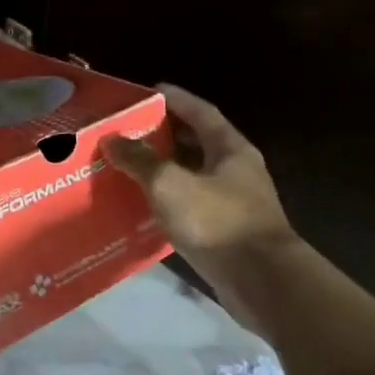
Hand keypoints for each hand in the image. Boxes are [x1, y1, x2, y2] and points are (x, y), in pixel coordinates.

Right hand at [104, 85, 295, 283]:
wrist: (262, 282)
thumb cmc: (217, 222)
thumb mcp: (170, 185)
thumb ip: (140, 160)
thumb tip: (112, 139)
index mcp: (230, 149)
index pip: (201, 112)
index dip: (176, 99)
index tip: (149, 91)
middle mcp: (236, 170)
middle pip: (197, 142)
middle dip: (165, 134)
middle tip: (130, 130)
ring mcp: (234, 202)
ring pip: (194, 175)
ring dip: (165, 168)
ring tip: (129, 165)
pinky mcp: (227, 231)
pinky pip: (192, 204)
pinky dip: (169, 199)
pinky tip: (145, 204)